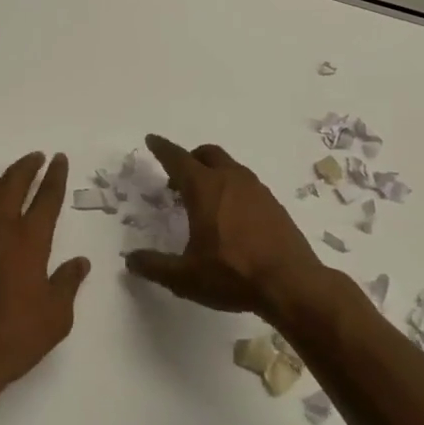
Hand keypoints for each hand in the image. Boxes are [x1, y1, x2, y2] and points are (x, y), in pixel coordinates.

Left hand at [0, 152, 89, 398]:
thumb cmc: (14, 336)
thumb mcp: (56, 316)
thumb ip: (68, 283)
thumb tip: (79, 263)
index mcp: (29, 240)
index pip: (46, 197)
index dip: (55, 175)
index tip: (59, 159)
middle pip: (12, 182)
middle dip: (27, 166)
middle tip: (37, 158)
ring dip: (2, 179)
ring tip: (11, 180)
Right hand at [124, 135, 325, 319]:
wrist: (292, 284)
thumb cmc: (233, 275)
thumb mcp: (185, 277)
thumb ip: (155, 266)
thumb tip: (131, 260)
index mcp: (205, 188)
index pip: (178, 159)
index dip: (162, 149)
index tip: (152, 140)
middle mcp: (231, 180)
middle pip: (207, 154)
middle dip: (190, 158)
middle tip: (178, 179)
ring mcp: (257, 190)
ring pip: (230, 167)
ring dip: (213, 173)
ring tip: (204, 200)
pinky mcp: (274, 205)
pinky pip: (247, 185)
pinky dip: (232, 189)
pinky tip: (231, 217)